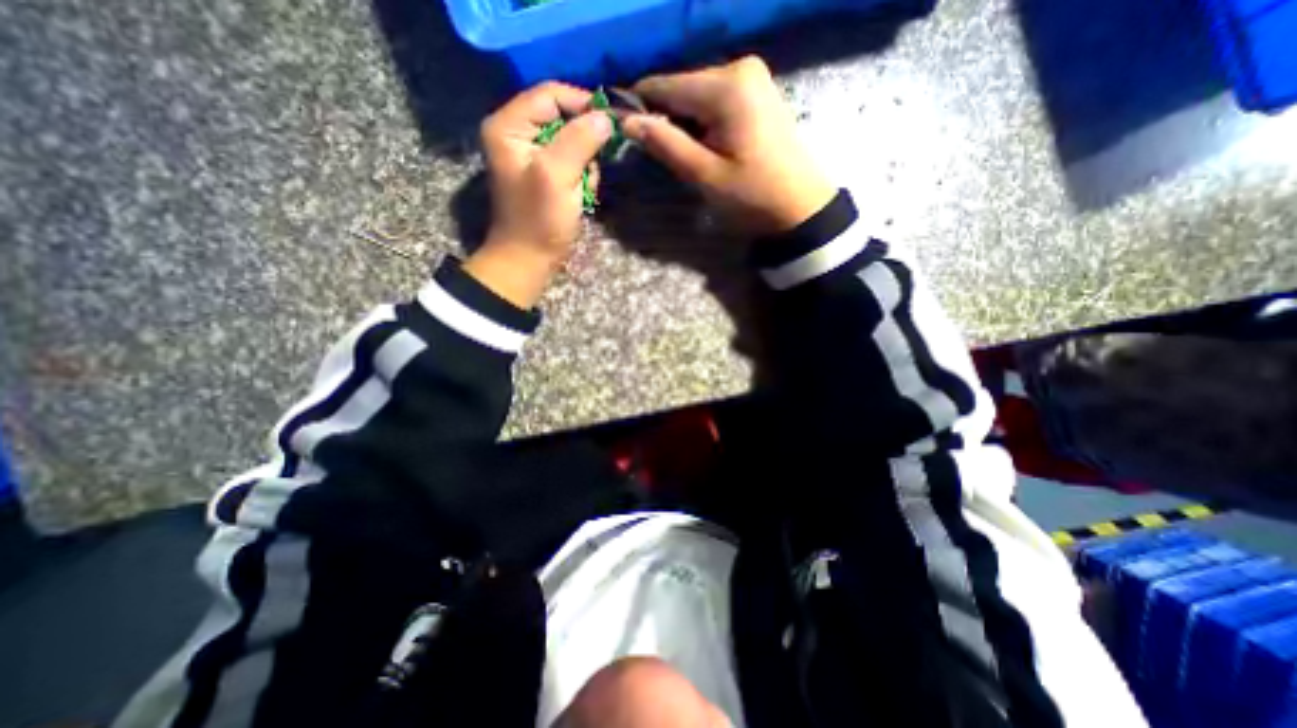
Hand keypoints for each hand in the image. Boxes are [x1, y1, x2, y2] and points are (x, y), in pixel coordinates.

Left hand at [464, 81, 609, 310]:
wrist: (529, 259)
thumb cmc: (539, 220)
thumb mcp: (557, 175)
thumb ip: (580, 140)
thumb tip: (605, 117)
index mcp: (510, 126)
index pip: (551, 94)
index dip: (582, 104)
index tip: (612, 122)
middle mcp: (518, 134)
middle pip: (563, 118)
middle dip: (584, 143)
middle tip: (591, 168)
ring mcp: (532, 156)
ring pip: (573, 142)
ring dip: (585, 164)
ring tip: (583, 188)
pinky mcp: (545, 174)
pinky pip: (572, 162)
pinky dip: (582, 177)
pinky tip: (581, 195)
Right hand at [623, 57, 835, 239]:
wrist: (800, 206)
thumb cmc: (753, 196)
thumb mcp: (705, 175)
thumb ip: (665, 144)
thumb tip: (628, 121)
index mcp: (726, 86)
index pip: (664, 85)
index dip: (641, 108)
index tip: (626, 134)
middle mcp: (739, 67)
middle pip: (681, 87)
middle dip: (666, 118)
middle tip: (664, 157)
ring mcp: (752, 77)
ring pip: (696, 95)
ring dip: (684, 123)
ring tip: (689, 156)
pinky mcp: (757, 91)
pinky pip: (715, 100)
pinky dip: (702, 122)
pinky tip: (707, 147)